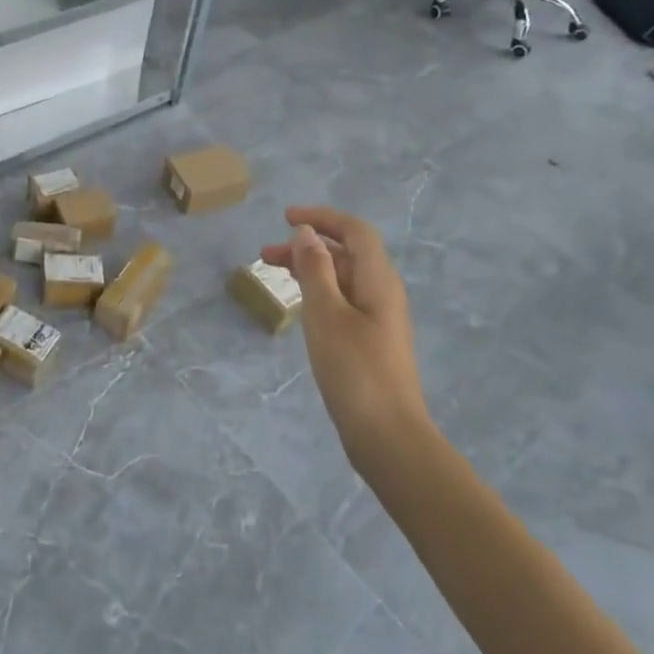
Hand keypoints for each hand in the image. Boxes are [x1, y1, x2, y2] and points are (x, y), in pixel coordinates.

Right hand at [261, 206, 426, 451]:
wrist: (387, 436)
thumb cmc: (354, 370)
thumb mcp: (326, 314)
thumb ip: (315, 269)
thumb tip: (307, 233)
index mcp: (378, 280)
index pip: (354, 231)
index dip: (322, 217)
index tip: (285, 218)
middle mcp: (383, 292)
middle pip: (347, 253)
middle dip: (307, 245)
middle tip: (266, 254)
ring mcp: (378, 318)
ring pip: (342, 278)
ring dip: (310, 269)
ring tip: (274, 275)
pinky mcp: (370, 340)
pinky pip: (343, 300)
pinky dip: (318, 292)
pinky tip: (299, 306)